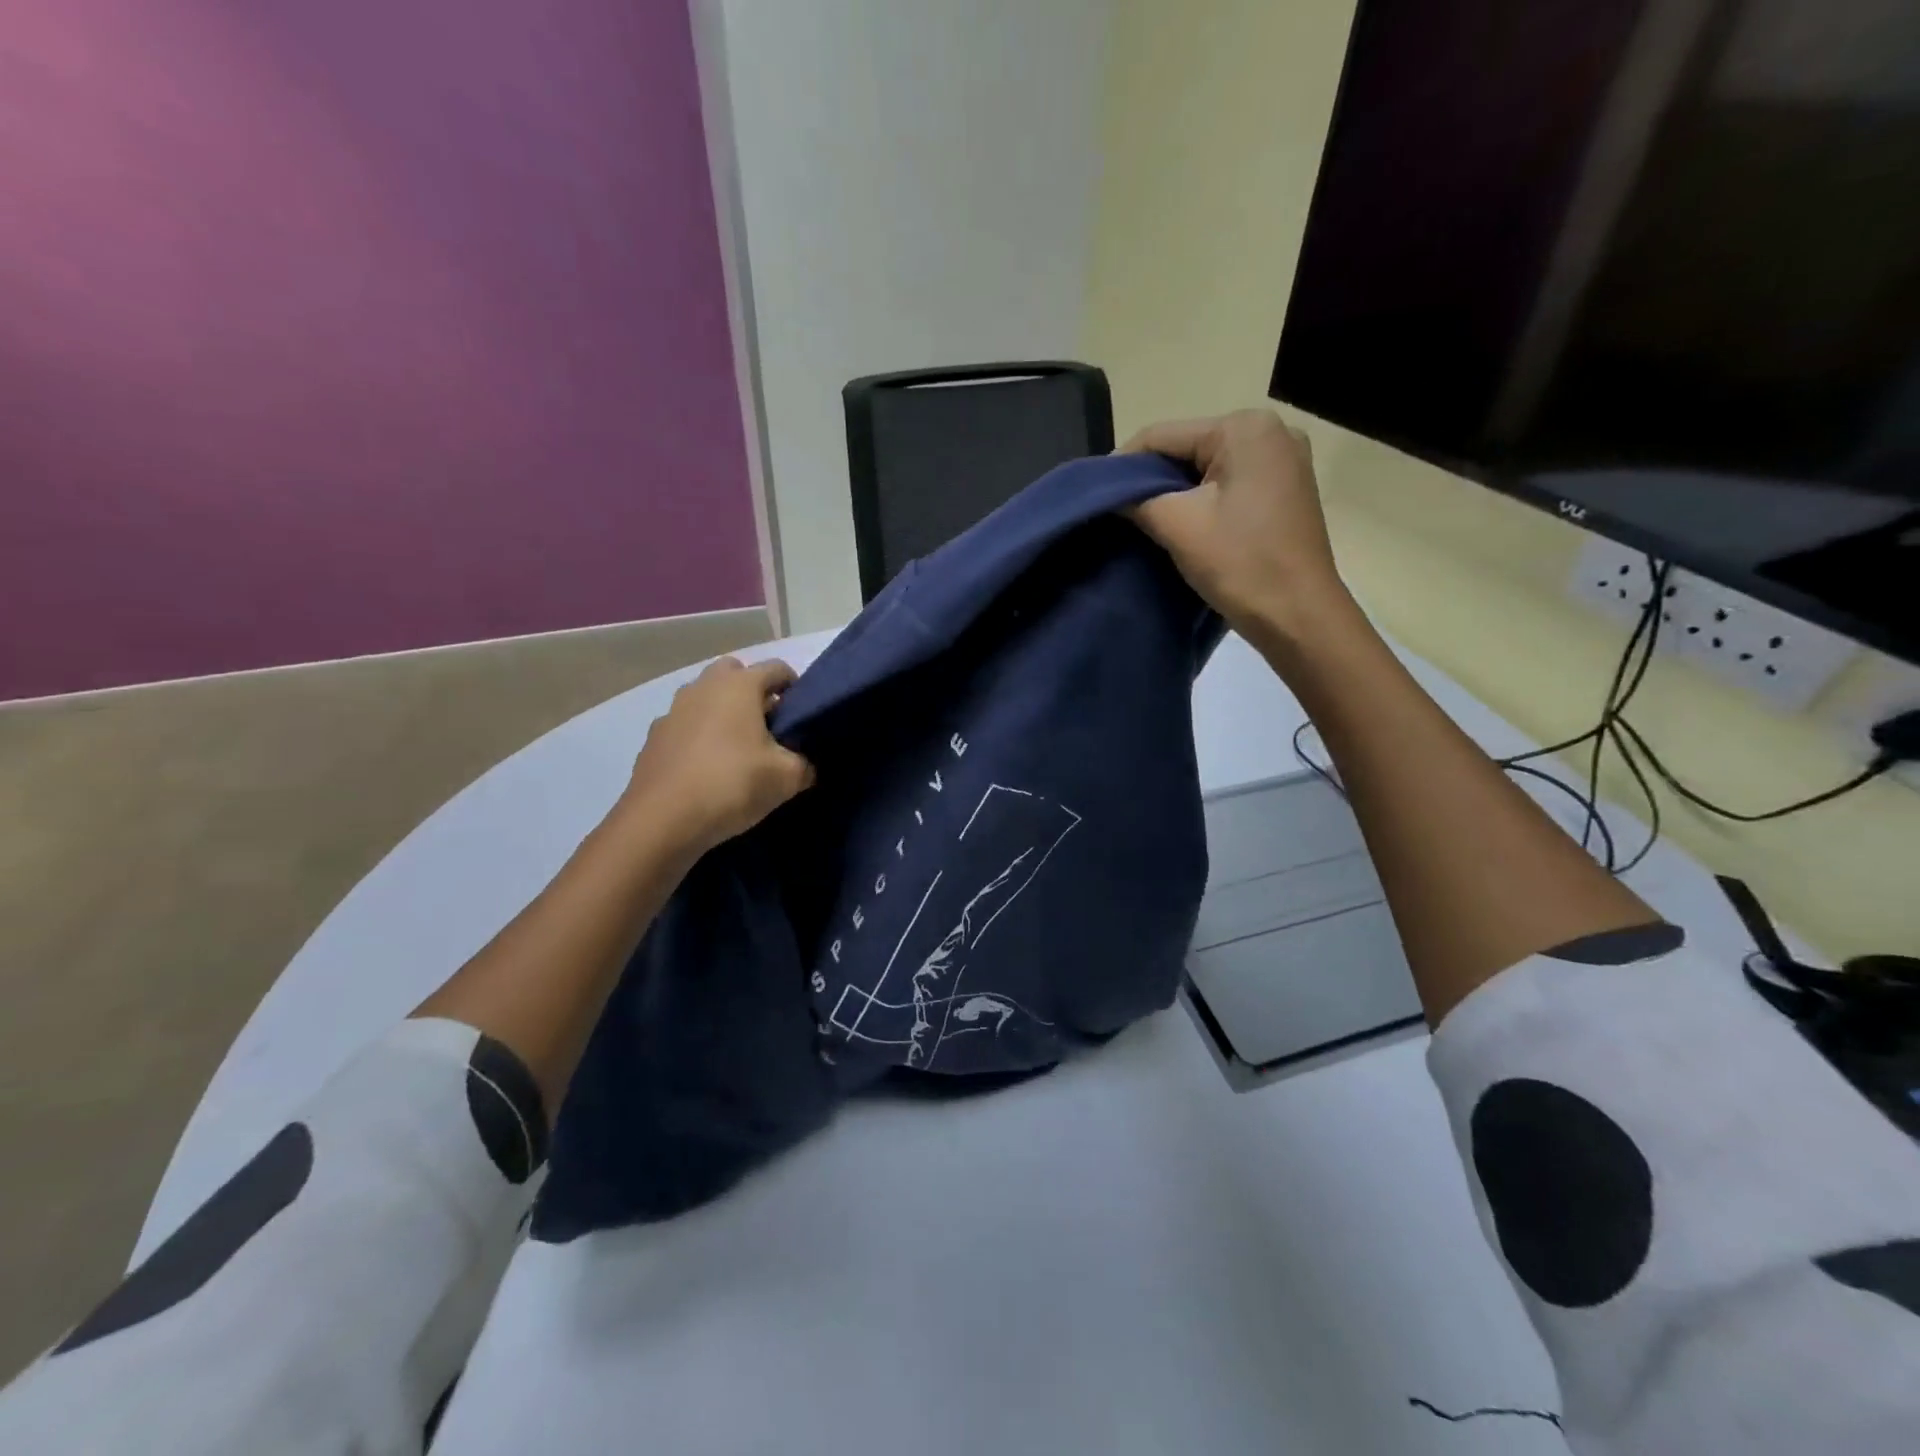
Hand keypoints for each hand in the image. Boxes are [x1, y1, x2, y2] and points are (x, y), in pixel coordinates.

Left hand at [619, 657, 815, 857]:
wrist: (662, 821)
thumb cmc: (732, 785)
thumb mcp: (787, 778)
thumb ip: (804, 763)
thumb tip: (804, 764)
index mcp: (739, 685)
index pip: (777, 668)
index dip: (795, 688)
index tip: (801, 716)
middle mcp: (703, 687)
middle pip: (735, 674)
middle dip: (753, 692)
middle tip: (768, 727)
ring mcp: (673, 711)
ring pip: (705, 699)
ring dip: (723, 713)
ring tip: (737, 749)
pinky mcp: (653, 738)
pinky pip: (685, 726)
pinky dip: (699, 737)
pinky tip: (707, 768)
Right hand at [1124, 409, 1356, 645]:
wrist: (1299, 616)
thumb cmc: (1241, 564)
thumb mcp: (1178, 526)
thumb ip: (1136, 500)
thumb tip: (1109, 494)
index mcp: (1245, 428)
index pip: (1163, 435)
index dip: (1122, 465)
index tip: (1096, 496)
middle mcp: (1271, 431)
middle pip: (1187, 448)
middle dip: (1151, 480)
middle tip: (1119, 514)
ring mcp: (1283, 461)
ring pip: (1206, 469)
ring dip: (1175, 493)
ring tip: (1145, 523)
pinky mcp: (1286, 490)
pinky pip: (1229, 484)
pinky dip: (1202, 502)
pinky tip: (1183, 526)